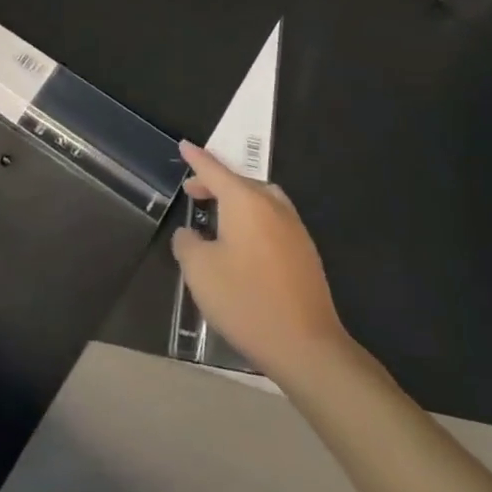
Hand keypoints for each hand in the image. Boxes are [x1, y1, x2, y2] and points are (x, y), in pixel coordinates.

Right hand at [171, 142, 354, 379]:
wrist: (306, 346)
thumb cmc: (246, 300)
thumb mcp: (199, 271)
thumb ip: (187, 243)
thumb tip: (192, 234)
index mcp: (245, 201)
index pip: (214, 170)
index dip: (197, 158)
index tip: (184, 145)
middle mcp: (273, 206)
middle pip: (240, 182)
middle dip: (215, 183)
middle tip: (194, 192)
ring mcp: (294, 228)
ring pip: (261, 199)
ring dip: (238, 201)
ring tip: (219, 216)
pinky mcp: (305, 252)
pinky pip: (273, 220)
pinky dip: (254, 219)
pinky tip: (244, 245)